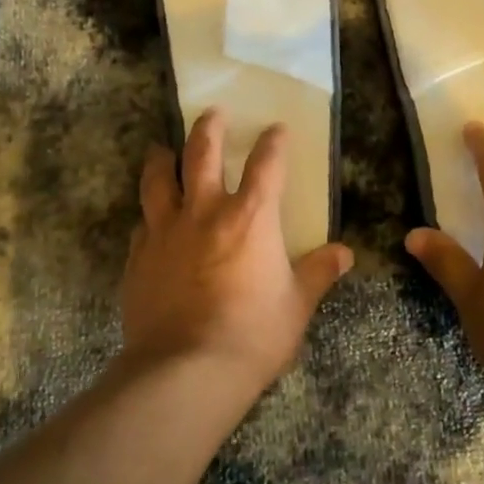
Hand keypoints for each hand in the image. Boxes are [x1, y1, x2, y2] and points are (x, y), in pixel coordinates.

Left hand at [121, 107, 353, 400]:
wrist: (186, 370)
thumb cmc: (253, 335)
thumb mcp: (297, 305)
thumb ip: (318, 273)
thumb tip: (345, 253)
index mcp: (251, 217)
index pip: (266, 164)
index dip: (273, 142)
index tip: (276, 129)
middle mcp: (205, 212)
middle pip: (202, 153)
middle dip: (209, 128)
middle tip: (213, 113)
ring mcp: (165, 232)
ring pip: (159, 180)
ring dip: (163, 159)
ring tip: (163, 149)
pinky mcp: (138, 258)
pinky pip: (143, 225)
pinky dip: (149, 216)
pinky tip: (150, 221)